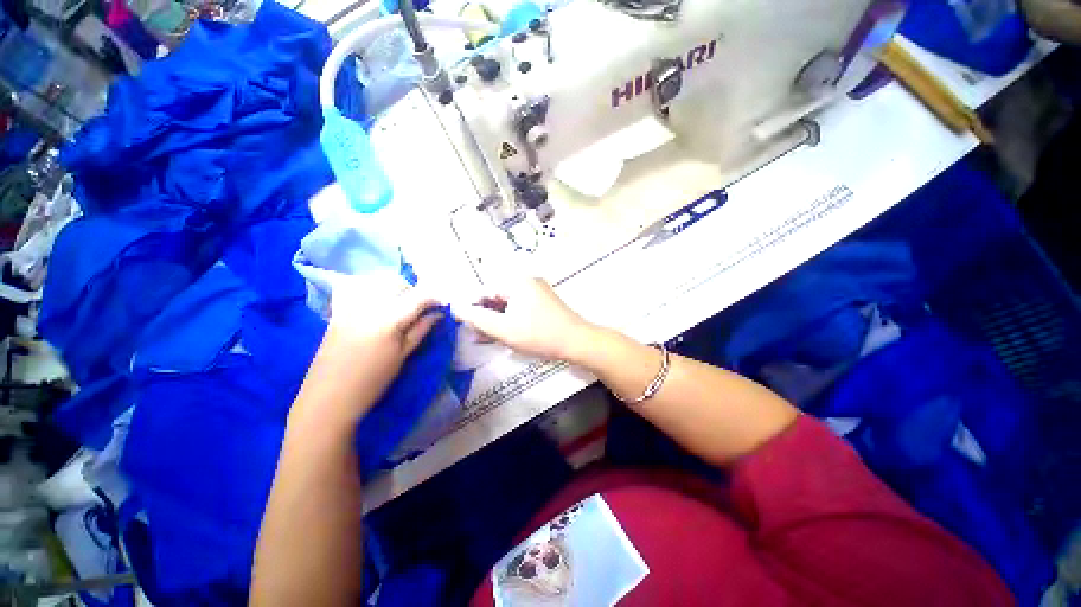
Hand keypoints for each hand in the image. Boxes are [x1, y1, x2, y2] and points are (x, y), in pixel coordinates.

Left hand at [328, 274, 442, 372]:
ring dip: (393, 288)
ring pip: (376, 282)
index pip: (417, 297)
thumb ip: (420, 330)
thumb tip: (437, 314)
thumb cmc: (372, 381)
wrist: (329, 397)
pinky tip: (376, 303)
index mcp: (389, 320)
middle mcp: (369, 306)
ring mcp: (349, 306)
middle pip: (396, 283)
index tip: (441, 305)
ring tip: (398, 304)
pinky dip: (370, 289)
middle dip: (413, 291)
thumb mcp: (402, 356)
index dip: (433, 298)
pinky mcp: (337, 311)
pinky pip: (355, 289)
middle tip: (419, 308)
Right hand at [452, 278, 594, 360]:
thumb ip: (477, 318)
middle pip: (495, 297)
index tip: (464, 326)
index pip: (483, 291)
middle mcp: (525, 281)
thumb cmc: (539, 335)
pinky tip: (500, 334)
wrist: (577, 342)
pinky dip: (508, 320)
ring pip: (506, 304)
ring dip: (495, 320)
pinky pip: (518, 308)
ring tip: (484, 338)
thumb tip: (454, 307)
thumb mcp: (504, 329)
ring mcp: (534, 291)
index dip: (471, 308)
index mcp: (515, 281)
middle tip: (475, 335)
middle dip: (483, 316)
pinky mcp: (541, 302)